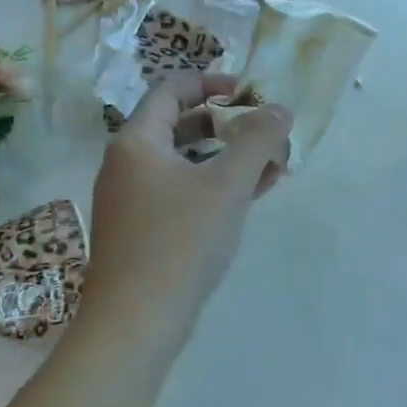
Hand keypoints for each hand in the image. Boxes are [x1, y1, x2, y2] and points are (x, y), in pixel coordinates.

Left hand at [80, 73, 292, 336]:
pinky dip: (215, 185)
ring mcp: (132, 200)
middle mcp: (128, 164)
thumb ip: (258, 139)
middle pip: (181, 123)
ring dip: (228, 157)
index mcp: (138, 141)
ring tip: (271, 166)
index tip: (252, 94)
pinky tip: (251, 196)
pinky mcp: (142, 231)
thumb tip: (279, 109)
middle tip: (268, 133)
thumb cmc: (180, 241)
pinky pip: (182, 191)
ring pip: (186, 161)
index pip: (173, 88)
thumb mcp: (228, 184)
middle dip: (229, 124)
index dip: (214, 82)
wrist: (134, 324)